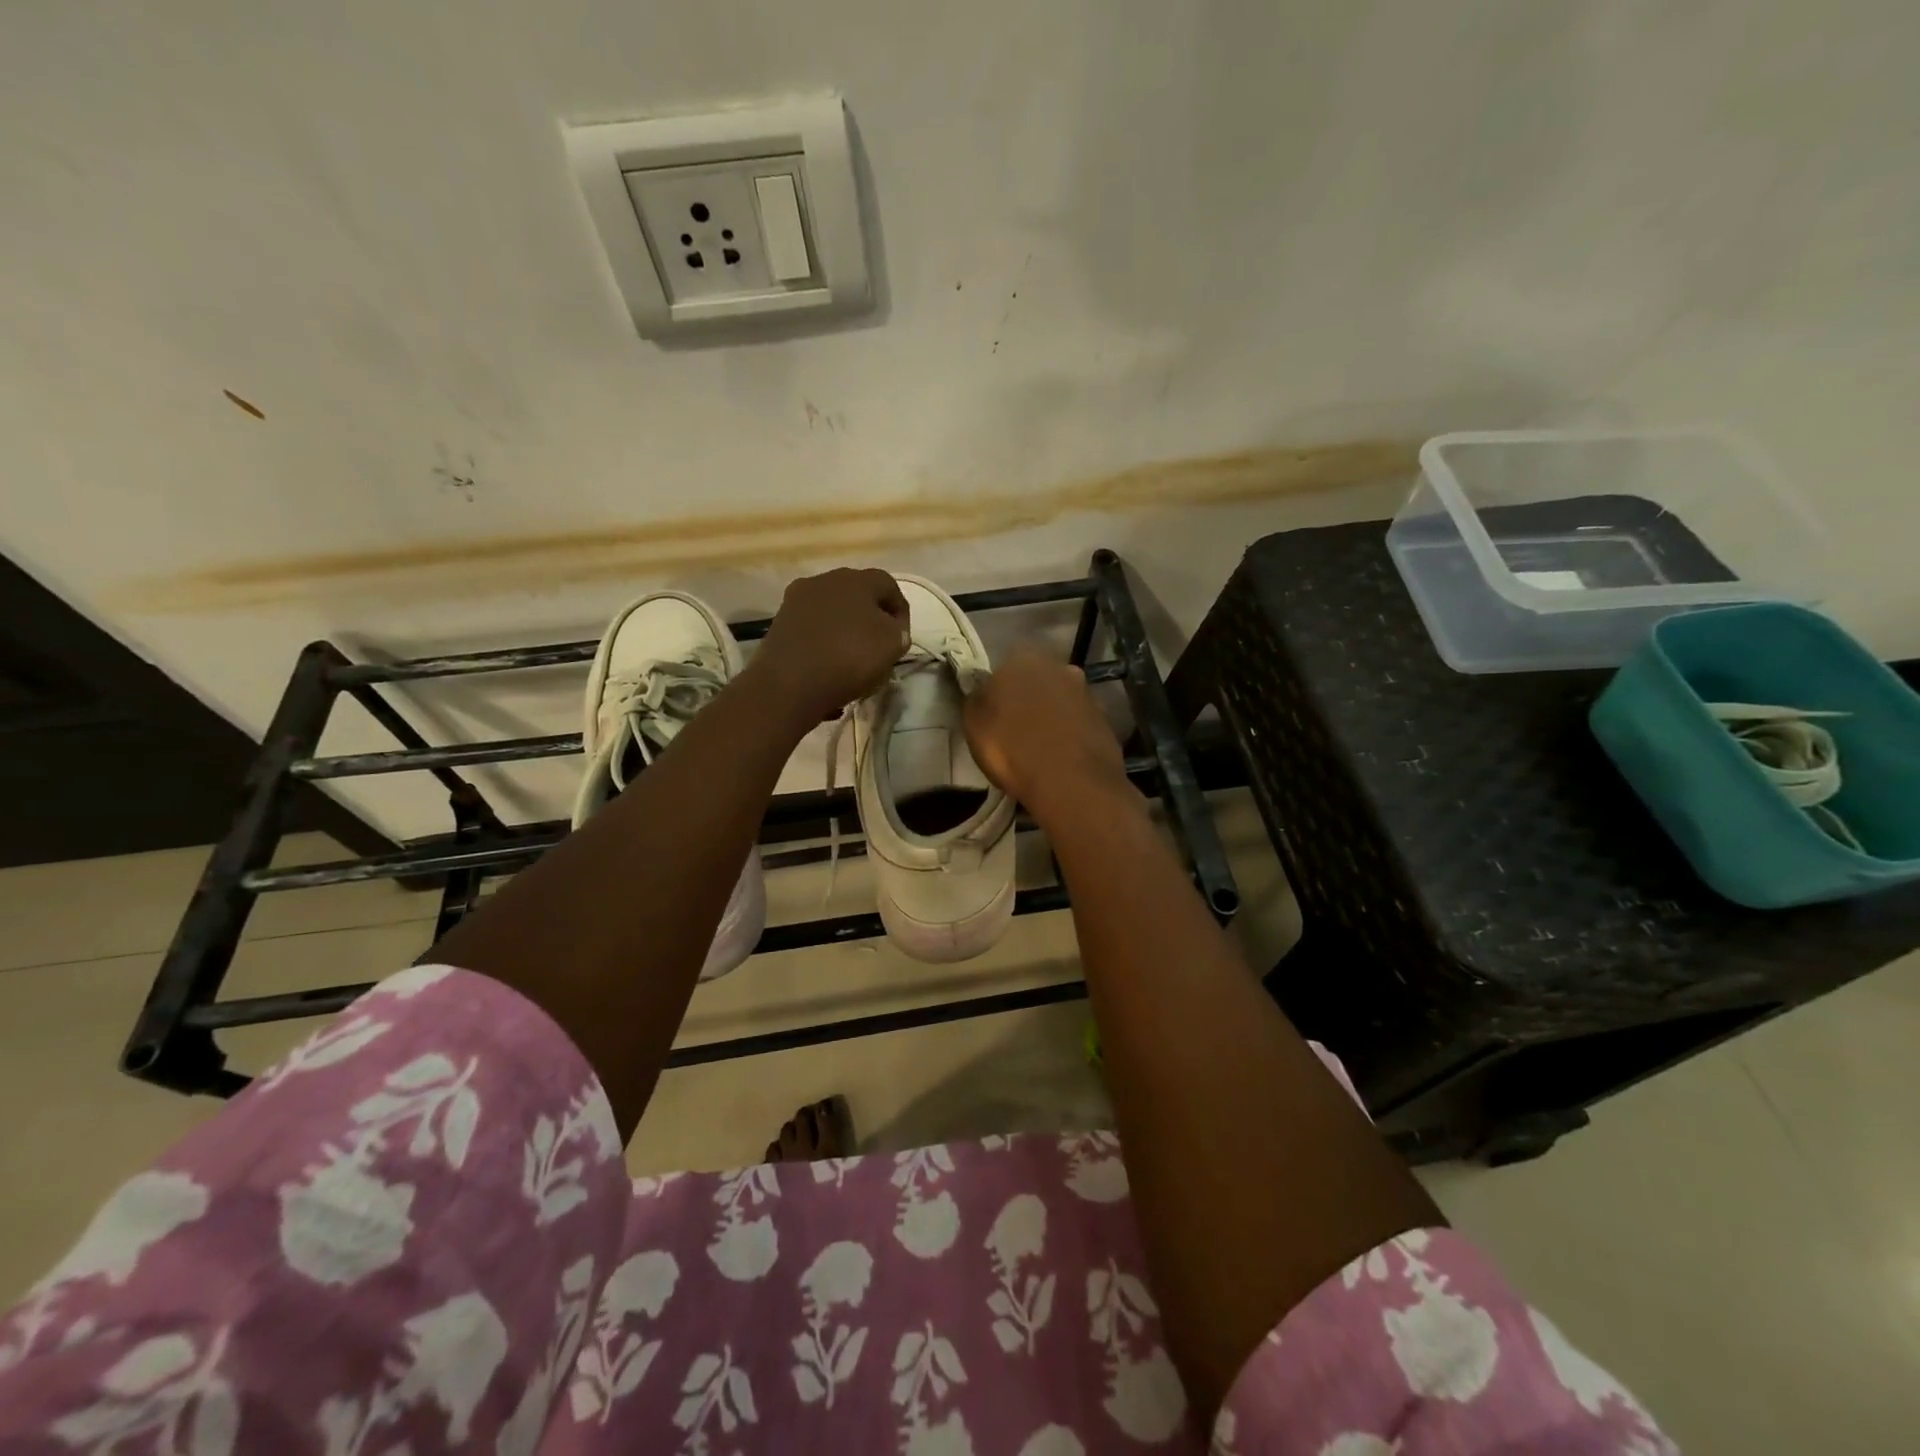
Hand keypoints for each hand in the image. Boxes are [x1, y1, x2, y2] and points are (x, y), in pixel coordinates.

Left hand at [751, 568, 910, 724]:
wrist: (789, 684)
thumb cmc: (849, 658)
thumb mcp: (892, 645)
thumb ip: (898, 632)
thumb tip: (891, 630)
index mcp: (856, 579)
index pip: (889, 585)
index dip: (900, 611)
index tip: (903, 638)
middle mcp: (823, 580)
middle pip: (857, 596)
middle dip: (870, 619)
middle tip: (879, 647)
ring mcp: (796, 601)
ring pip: (832, 612)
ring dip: (845, 631)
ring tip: (853, 660)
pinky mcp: (779, 624)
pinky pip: (812, 630)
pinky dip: (823, 644)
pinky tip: (828, 668)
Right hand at [963, 646, 1130, 821]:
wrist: (1071, 781)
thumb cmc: (1012, 748)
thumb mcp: (974, 724)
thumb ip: (977, 699)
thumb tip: (982, 690)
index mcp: (1022, 659)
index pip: (1002, 671)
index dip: (996, 696)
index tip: (992, 719)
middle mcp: (1058, 666)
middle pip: (1034, 682)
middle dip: (1026, 701)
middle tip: (1014, 732)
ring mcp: (1085, 692)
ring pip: (1058, 701)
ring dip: (1050, 717)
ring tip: (1039, 749)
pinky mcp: (1104, 719)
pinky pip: (1077, 723)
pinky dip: (1069, 735)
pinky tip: (1060, 757)